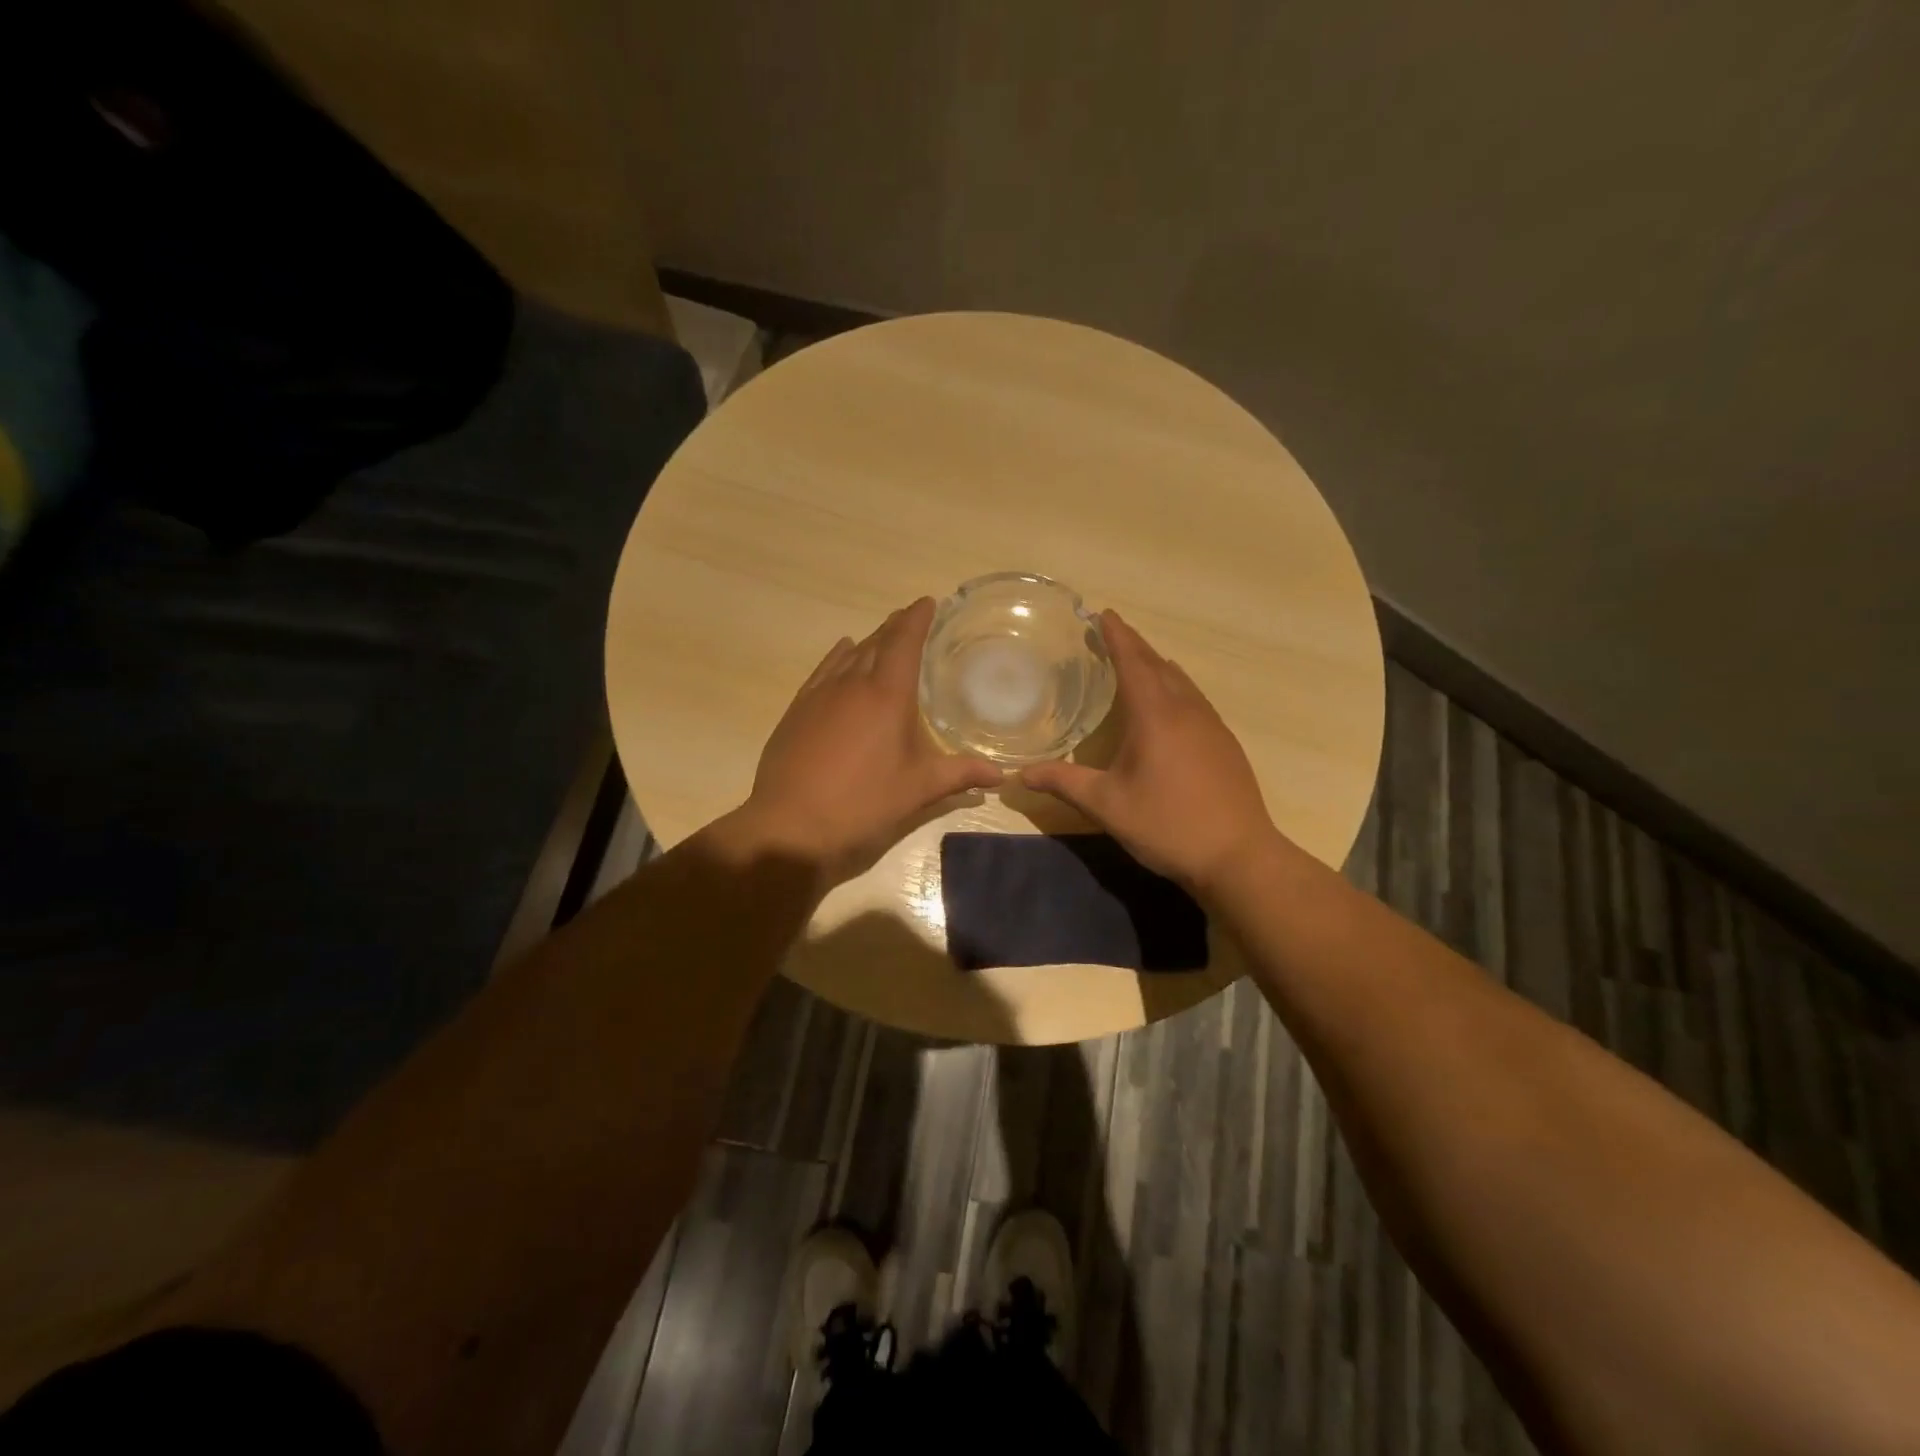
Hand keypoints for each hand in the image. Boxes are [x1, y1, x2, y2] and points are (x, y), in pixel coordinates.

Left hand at [732, 598, 1001, 886]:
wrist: (791, 824)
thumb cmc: (863, 803)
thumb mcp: (918, 790)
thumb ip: (960, 775)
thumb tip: (1000, 774)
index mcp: (887, 695)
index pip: (904, 642)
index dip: (917, 618)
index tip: (928, 602)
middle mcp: (852, 683)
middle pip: (877, 642)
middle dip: (896, 626)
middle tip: (912, 618)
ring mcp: (820, 694)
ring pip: (849, 654)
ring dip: (870, 640)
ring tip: (883, 635)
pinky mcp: (798, 709)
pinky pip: (824, 670)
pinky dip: (839, 656)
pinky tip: (843, 653)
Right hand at [1019, 610, 1278, 899]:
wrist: (1238, 856)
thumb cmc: (1167, 825)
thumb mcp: (1107, 805)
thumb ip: (1064, 783)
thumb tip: (1021, 775)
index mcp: (1155, 715)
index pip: (1133, 661)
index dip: (1116, 636)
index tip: (1102, 614)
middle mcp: (1186, 710)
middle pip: (1158, 665)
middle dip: (1133, 645)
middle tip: (1110, 633)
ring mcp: (1211, 725)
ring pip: (1180, 681)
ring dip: (1156, 665)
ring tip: (1135, 662)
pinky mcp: (1224, 743)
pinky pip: (1194, 699)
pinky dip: (1174, 687)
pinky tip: (1167, 705)